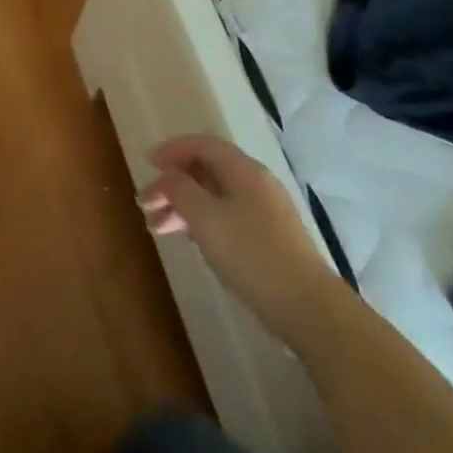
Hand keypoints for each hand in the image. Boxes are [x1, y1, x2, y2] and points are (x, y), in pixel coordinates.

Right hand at [138, 135, 344, 349]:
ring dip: (182, 206)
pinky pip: (225, 217)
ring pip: (213, 197)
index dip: (172, 149)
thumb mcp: (204, 217)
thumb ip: (180, 189)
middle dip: (172, 184)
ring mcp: (264, 212)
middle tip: (145, 204)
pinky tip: (186, 239)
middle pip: (206, 171)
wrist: (307, 307)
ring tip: (156, 228)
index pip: (203, 145)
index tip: (147, 164)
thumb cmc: (250, 254)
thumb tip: (169, 175)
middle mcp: (255, 184)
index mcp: (243, 171)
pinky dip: (200, 222)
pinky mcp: (267, 238)